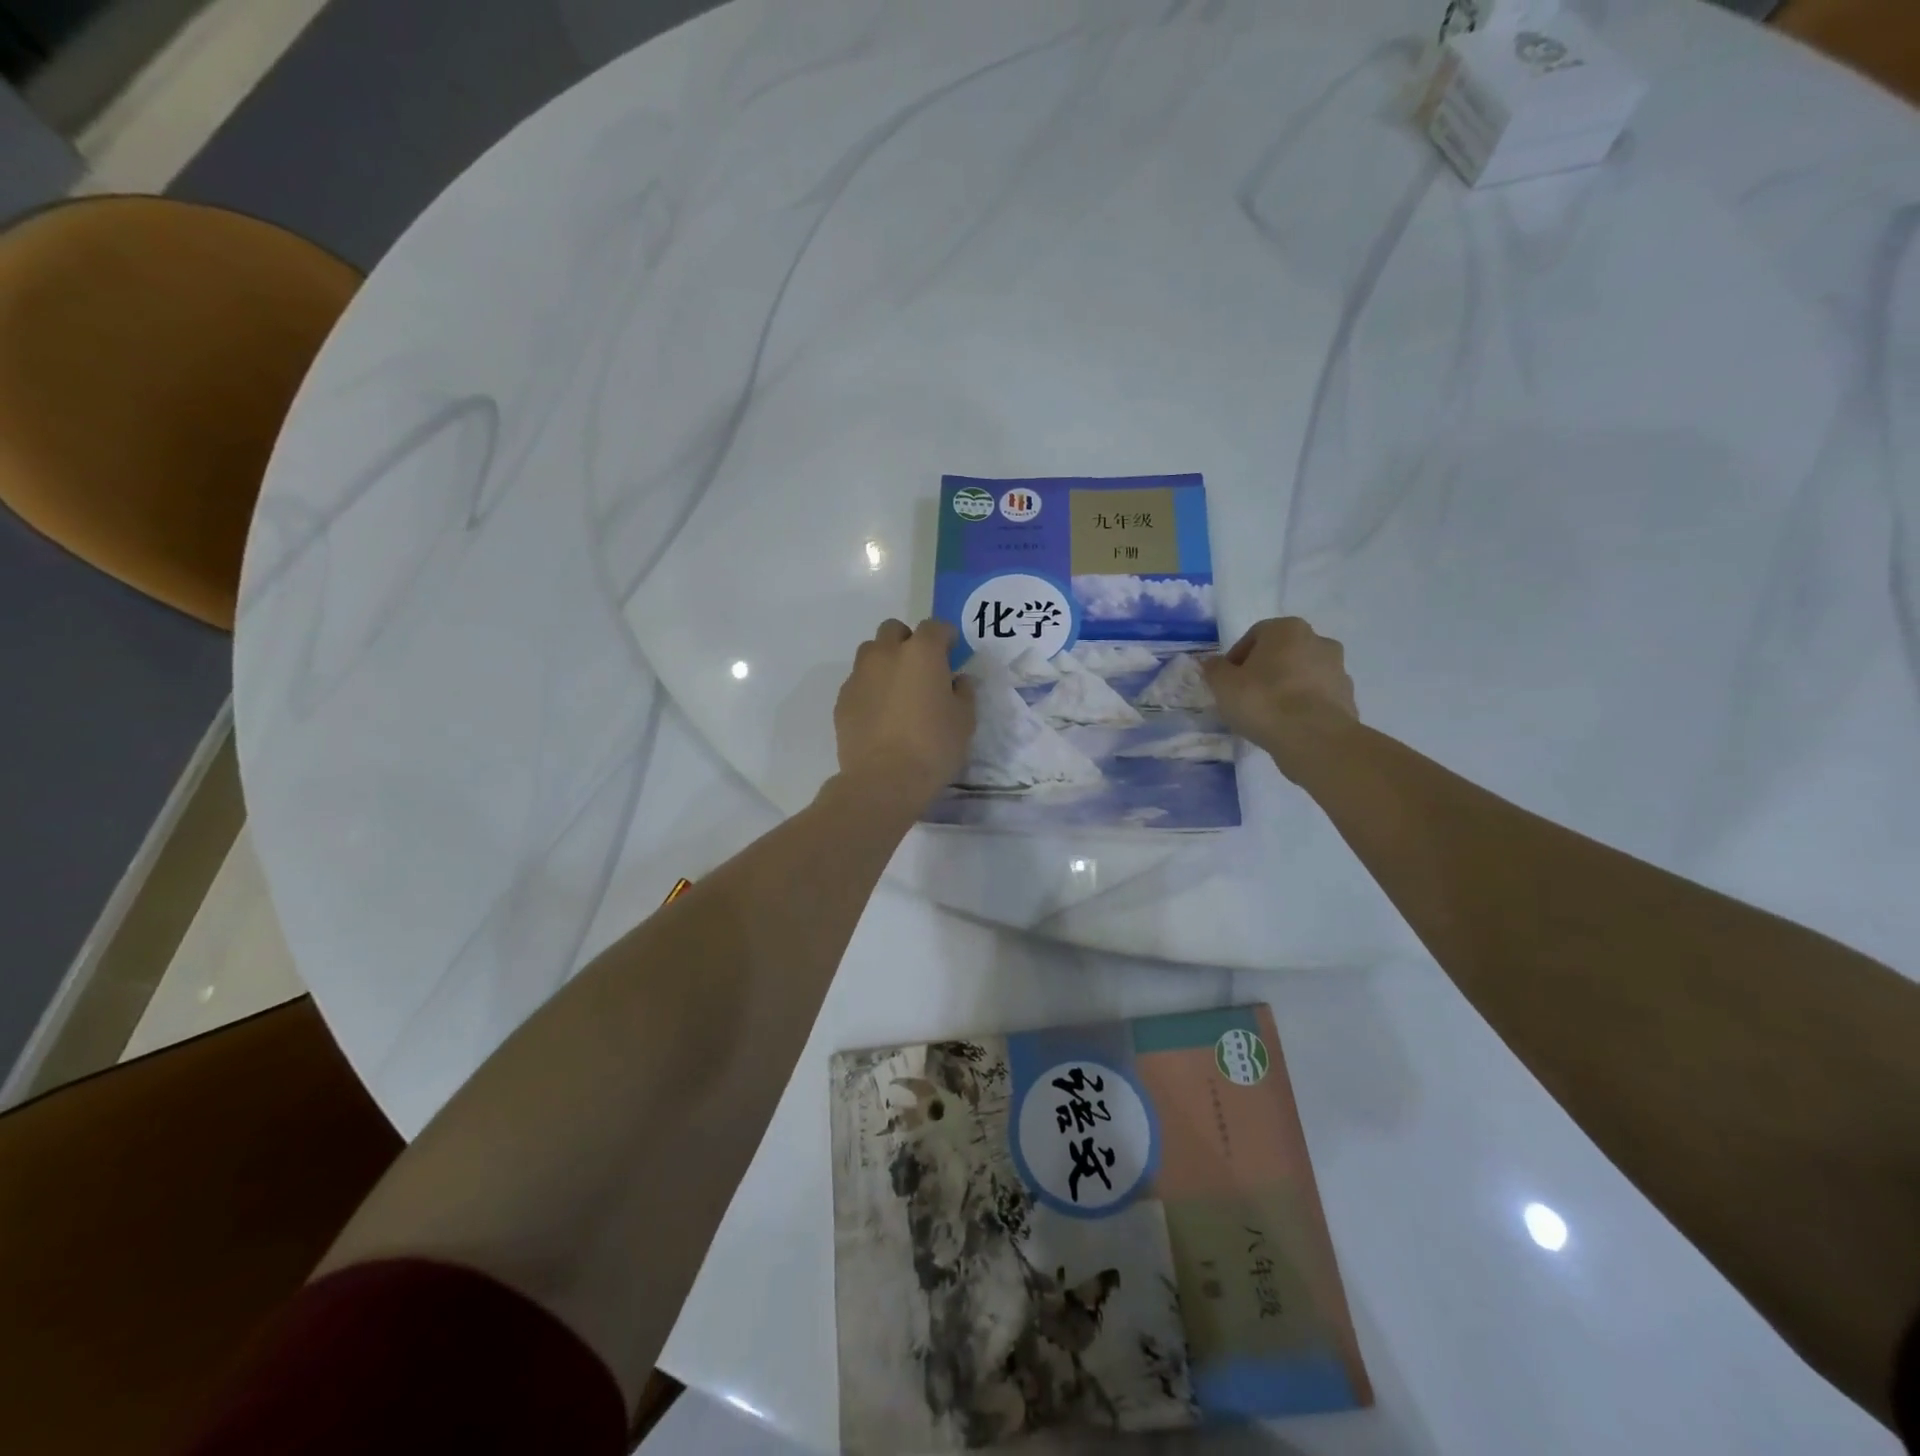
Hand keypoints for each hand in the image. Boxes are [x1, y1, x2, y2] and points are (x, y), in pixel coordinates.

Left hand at [833, 619, 976, 811]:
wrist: (883, 780)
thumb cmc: (933, 746)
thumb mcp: (965, 720)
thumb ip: (963, 692)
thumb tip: (957, 680)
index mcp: (921, 652)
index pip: (935, 627)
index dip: (945, 636)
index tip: (952, 651)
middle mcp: (886, 654)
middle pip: (894, 630)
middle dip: (908, 641)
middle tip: (921, 667)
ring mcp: (859, 675)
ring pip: (871, 652)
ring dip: (885, 661)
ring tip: (897, 689)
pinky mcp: (842, 699)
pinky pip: (858, 682)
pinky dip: (870, 688)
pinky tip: (880, 713)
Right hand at [1202, 617, 1358, 779]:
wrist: (1314, 738)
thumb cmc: (1263, 701)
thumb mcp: (1223, 684)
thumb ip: (1214, 669)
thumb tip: (1211, 662)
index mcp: (1288, 629)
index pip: (1255, 635)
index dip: (1236, 658)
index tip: (1227, 681)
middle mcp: (1318, 640)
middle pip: (1282, 653)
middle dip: (1264, 671)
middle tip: (1245, 695)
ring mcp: (1338, 669)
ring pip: (1302, 675)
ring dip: (1285, 688)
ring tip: (1267, 714)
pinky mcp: (1347, 697)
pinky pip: (1317, 697)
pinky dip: (1303, 706)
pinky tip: (1288, 725)